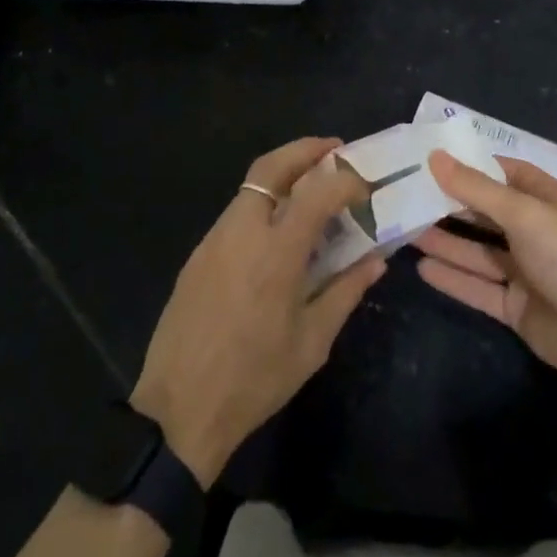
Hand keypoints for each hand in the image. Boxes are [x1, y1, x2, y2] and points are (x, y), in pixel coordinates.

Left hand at [130, 138, 384, 486]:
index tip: (365, 185)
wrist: (179, 408)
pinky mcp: (198, 254)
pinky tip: (279, 229)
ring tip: (312, 186)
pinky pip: (236, 213)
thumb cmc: (255, 379)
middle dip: (305, 149)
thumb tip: (376, 260)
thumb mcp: (311, 342)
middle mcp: (242, 231)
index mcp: (276, 252)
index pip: (316, 192)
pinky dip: (263, 202)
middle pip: (271, 167)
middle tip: (334, 149)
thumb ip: (345, 292)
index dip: (345, 180)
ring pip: (251, 186)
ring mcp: (214, 239)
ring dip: (283, 173)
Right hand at [412, 151, 556, 402]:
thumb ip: (477, 189)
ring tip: (404, 229)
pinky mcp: (517, 307)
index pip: (504, 173)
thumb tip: (435, 157)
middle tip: (406, 194)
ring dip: (445, 241)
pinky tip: (422, 268)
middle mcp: (536, 232)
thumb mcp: (524, 215)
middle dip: (449, 204)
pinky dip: (453, 278)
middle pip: (486, 212)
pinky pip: (478, 287)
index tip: (430, 158)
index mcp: (547, 201)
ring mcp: (526, 271)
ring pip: (478, 251)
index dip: (471, 165)